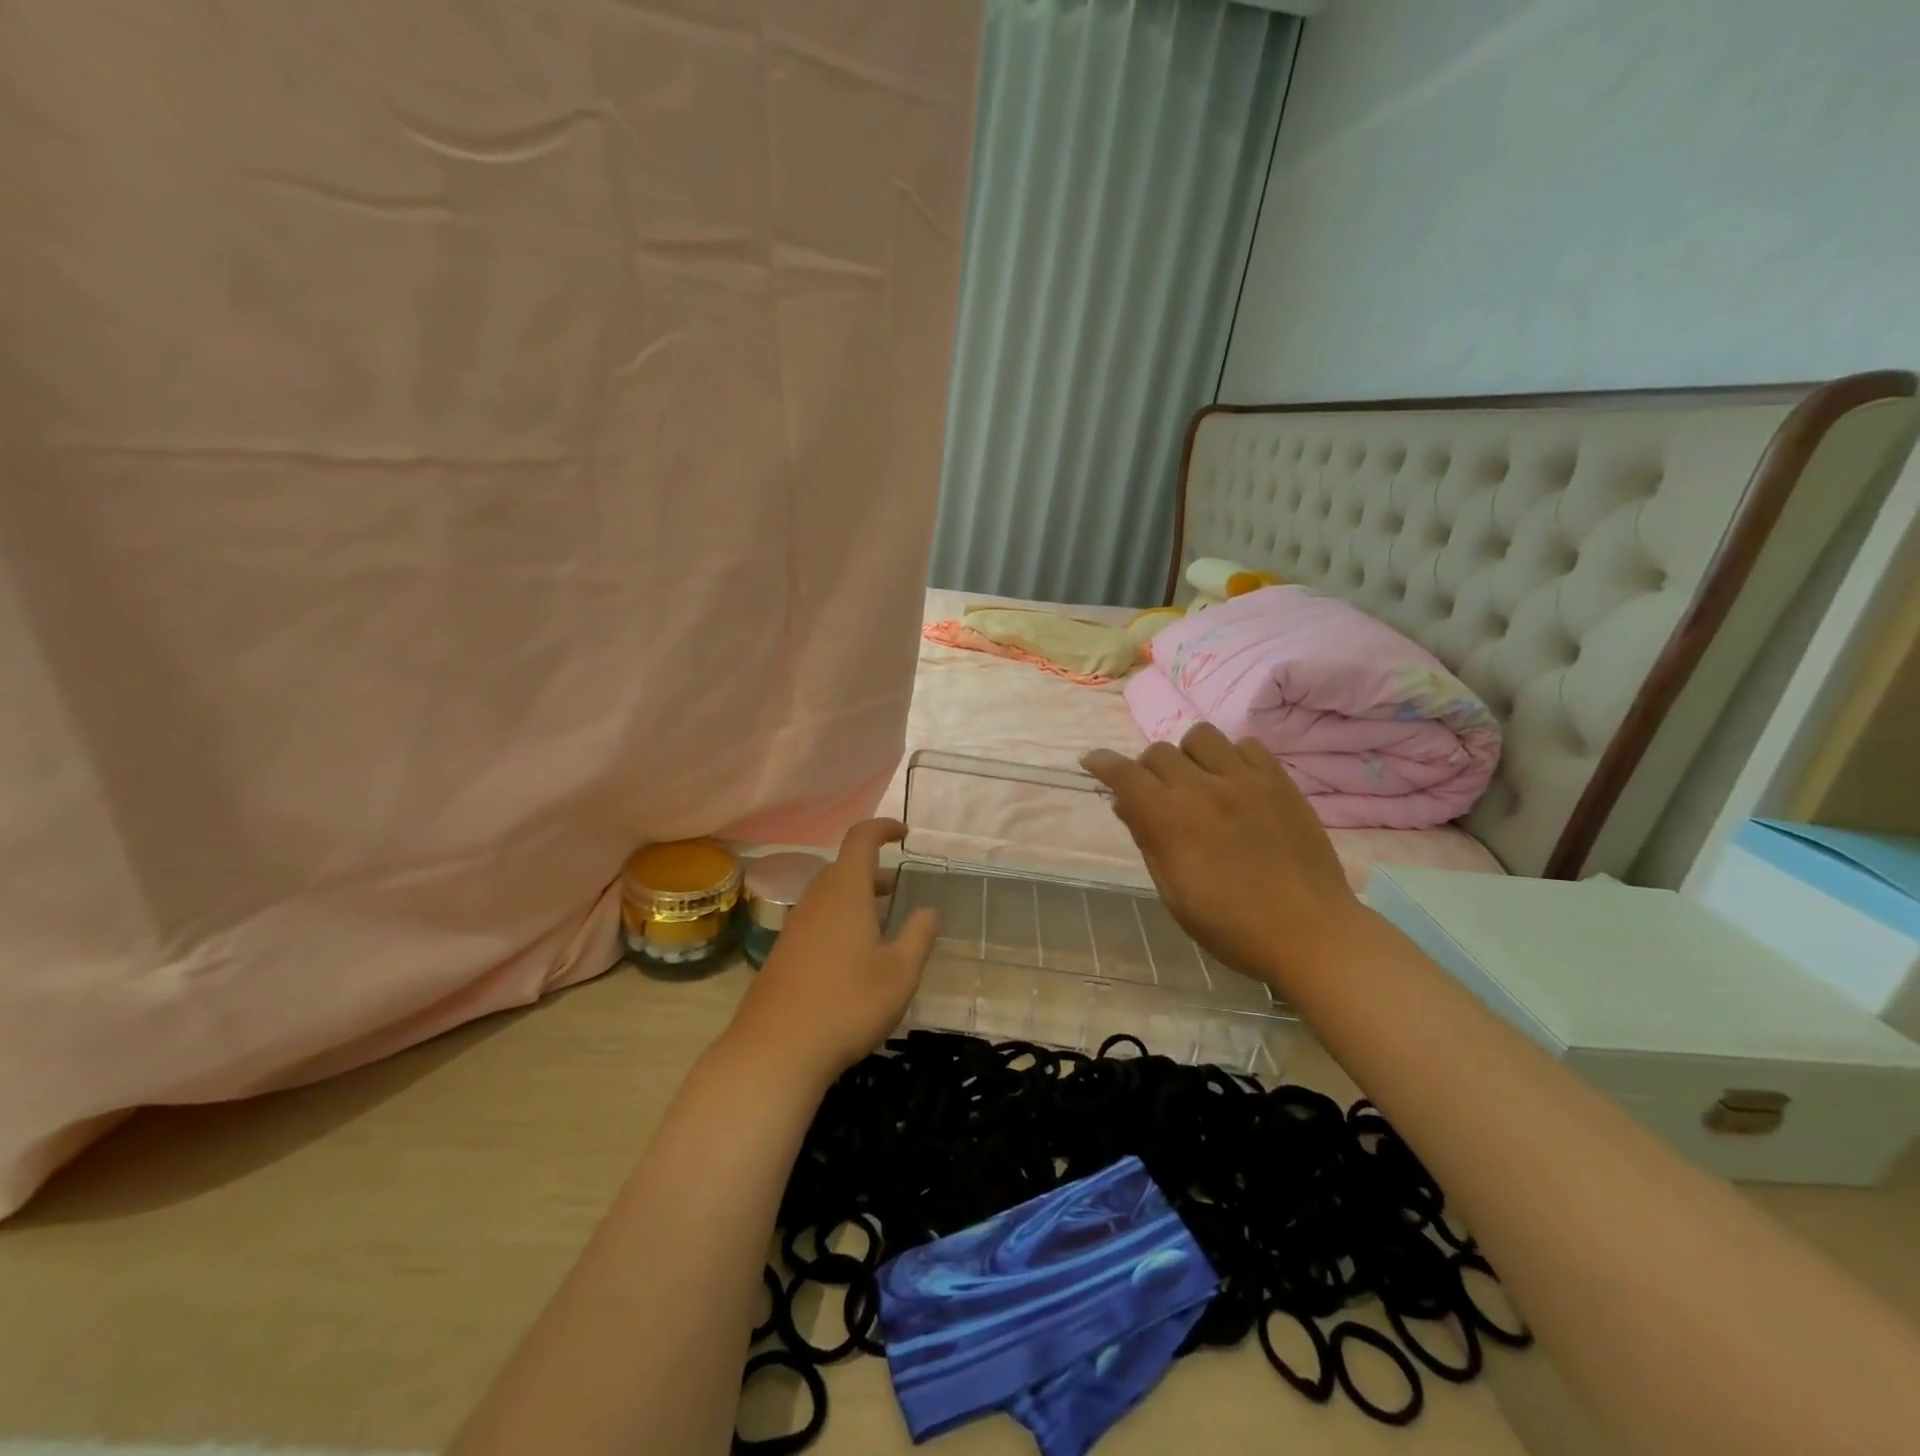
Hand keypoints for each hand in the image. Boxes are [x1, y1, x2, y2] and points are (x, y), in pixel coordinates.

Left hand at [726, 819, 938, 1084]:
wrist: (776, 1050)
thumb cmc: (848, 1004)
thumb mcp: (900, 973)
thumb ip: (918, 936)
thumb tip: (928, 911)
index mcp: (845, 892)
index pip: (860, 839)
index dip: (882, 828)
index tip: (903, 834)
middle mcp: (816, 900)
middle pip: (843, 868)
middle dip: (872, 872)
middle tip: (898, 890)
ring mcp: (794, 927)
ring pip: (828, 896)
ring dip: (855, 899)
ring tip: (881, 924)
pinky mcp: (782, 954)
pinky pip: (816, 920)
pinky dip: (838, 921)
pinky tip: (852, 958)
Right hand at [1082, 724, 1363, 994]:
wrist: (1310, 932)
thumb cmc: (1231, 925)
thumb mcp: (1174, 892)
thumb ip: (1148, 840)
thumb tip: (1125, 804)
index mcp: (1171, 820)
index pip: (1125, 774)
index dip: (1103, 763)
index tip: (1092, 761)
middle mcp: (1203, 789)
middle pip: (1159, 752)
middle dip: (1147, 769)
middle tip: (1156, 794)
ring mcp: (1245, 780)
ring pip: (1201, 736)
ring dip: (1188, 755)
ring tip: (1198, 781)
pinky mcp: (1279, 781)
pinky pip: (1246, 745)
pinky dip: (1231, 757)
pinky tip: (1235, 783)